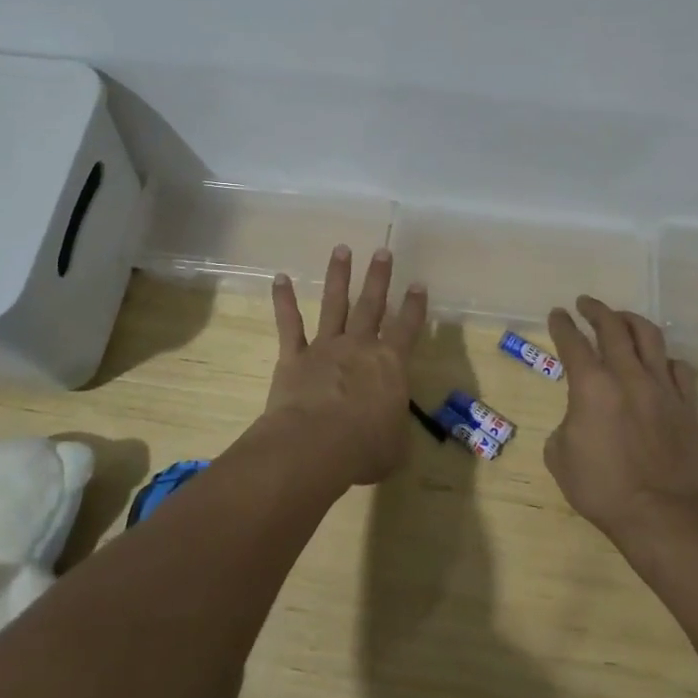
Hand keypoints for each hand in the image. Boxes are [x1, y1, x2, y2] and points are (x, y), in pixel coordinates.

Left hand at [266, 246, 427, 486]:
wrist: (315, 445)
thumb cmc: (364, 448)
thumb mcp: (394, 447)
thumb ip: (393, 431)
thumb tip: (390, 432)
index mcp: (390, 365)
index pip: (408, 329)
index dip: (415, 307)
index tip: (418, 284)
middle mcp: (360, 347)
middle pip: (372, 305)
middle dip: (378, 277)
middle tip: (382, 250)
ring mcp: (325, 347)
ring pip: (334, 304)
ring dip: (338, 276)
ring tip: (341, 249)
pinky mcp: (295, 356)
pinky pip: (289, 324)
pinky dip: (283, 300)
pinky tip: (280, 278)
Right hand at [545, 297, 697, 545]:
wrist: (657, 513)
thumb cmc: (600, 487)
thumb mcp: (559, 455)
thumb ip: (566, 422)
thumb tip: (580, 416)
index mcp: (591, 385)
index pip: (573, 342)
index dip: (562, 325)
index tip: (557, 314)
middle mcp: (627, 375)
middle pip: (612, 327)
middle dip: (595, 310)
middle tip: (585, 303)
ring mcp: (662, 387)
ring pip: (649, 337)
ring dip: (631, 321)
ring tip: (621, 318)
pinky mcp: (686, 405)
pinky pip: (678, 368)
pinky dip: (664, 358)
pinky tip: (658, 361)